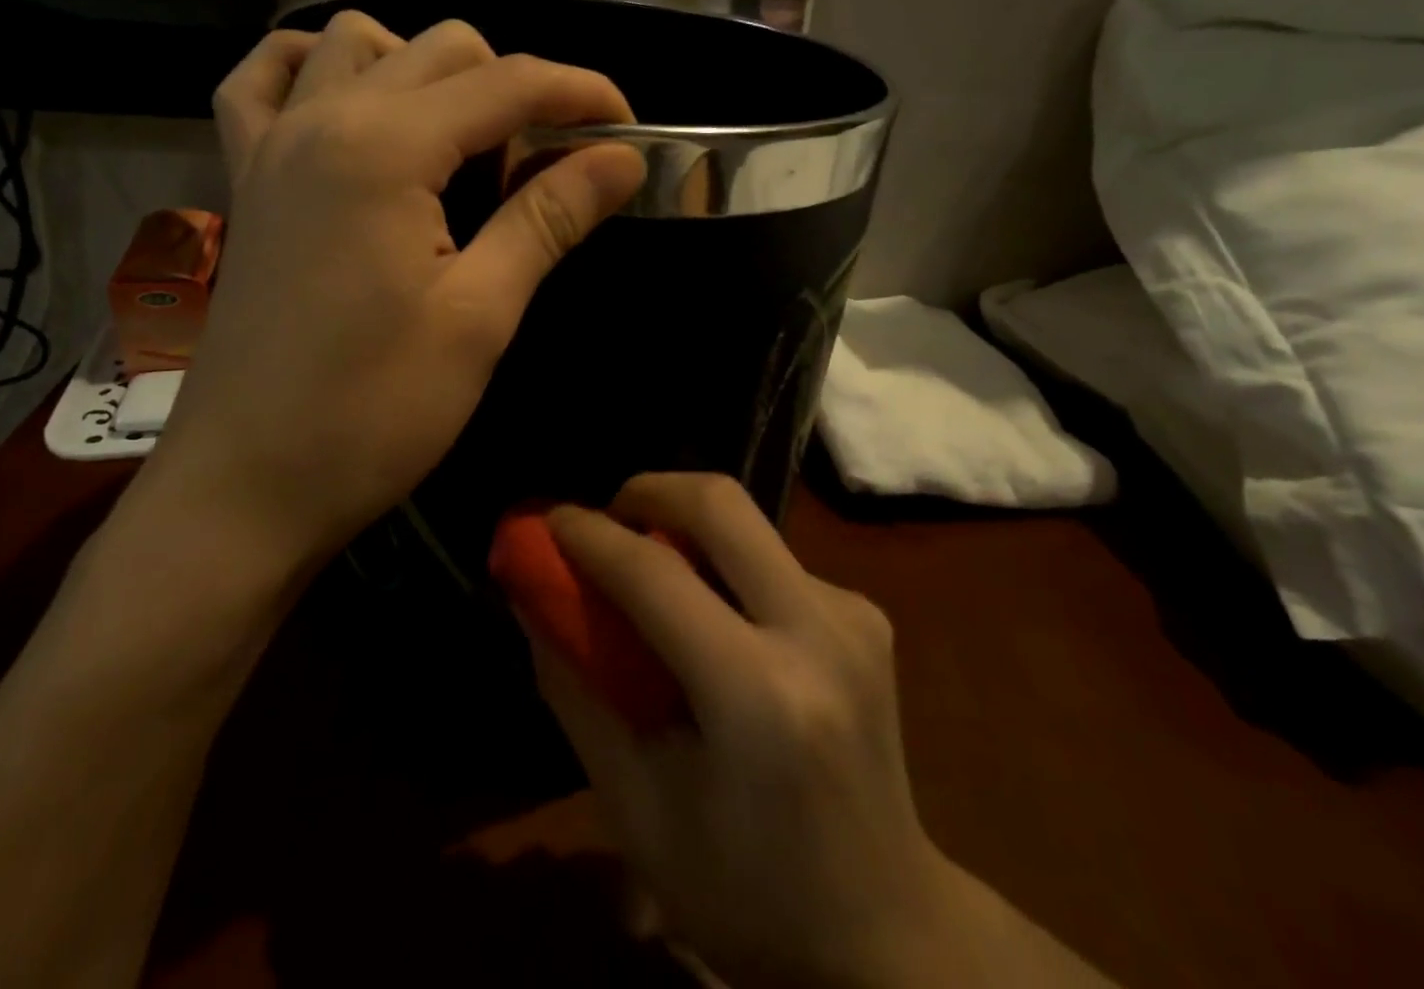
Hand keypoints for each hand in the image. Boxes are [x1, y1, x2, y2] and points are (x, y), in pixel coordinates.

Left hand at [146, 11, 645, 571]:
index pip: (509, 83)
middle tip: (551, 163)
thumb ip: (548, 217)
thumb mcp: (480, 315)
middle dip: (515, 86)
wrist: (246, 487)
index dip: (582, 93)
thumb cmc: (373, 411)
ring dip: (424, 70)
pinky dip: (314, 70)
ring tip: (460, 140)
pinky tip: (350, 106)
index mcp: (385, 147)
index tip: (631, 130)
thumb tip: (623, 159)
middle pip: (442, 49)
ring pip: (358, 44)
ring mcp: (272, 142)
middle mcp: (323, 117)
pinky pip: (264, 81)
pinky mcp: (246, 178)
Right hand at [525, 474, 943, 988]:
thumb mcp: (635, 809)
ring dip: (683, 526)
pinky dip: (723, 563)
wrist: (890, 931)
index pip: (655, 574)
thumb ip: (576, 690)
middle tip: (607, 522)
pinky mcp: (866, 612)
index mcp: (759, 695)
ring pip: (746, 522)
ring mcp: (853, 614)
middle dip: (648, 491)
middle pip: (719, 503)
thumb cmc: (746, 892)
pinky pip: (770, 555)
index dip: (589, 536)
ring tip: (651, 577)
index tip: (547, 522)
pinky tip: (713, 618)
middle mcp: (818, 631)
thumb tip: (534, 598)